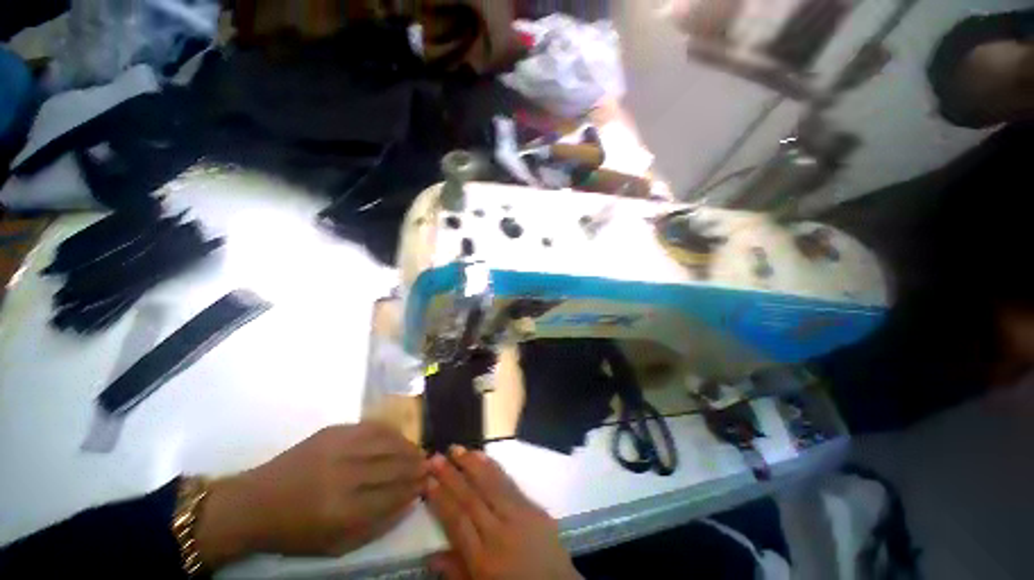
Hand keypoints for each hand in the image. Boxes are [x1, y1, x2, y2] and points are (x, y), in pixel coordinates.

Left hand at [196, 423, 424, 567]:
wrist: (256, 502)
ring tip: (419, 451)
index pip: (392, 494)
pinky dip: (390, 432)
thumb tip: (408, 502)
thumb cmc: (296, 531)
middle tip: (429, 465)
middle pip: (393, 466)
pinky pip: (372, 427)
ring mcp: (338, 448)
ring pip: (387, 442)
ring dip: (407, 446)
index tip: (427, 483)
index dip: (413, 488)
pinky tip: (400, 437)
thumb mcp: (335, 544)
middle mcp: (344, 475)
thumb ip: (376, 525)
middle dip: (415, 465)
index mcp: (343, 511)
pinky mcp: (333, 431)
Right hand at [425, 446, 580, 579]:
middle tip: (436, 456)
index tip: (427, 480)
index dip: (441, 499)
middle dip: (452, 475)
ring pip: (491, 485)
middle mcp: (500, 533)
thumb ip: (456, 571)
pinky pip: (510, 484)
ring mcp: (520, 517)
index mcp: (484, 559)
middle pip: (471, 498)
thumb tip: (428, 555)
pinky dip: (495, 468)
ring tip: (457, 449)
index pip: (457, 521)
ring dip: (472, 464)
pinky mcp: (534, 507)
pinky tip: (484, 456)